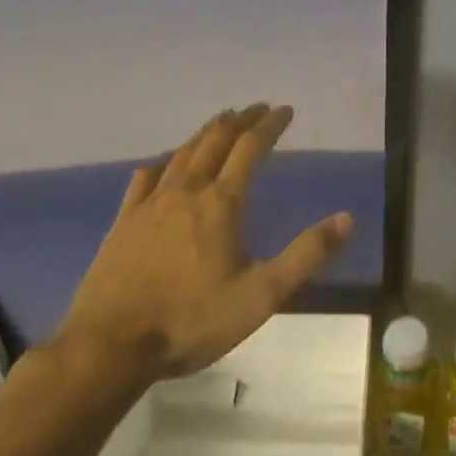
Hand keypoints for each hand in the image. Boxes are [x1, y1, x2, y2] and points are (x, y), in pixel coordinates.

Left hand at [50, 103, 352, 402]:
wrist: (108, 348)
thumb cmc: (190, 321)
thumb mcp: (261, 296)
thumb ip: (306, 256)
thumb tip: (347, 219)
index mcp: (222, 203)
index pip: (250, 148)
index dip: (269, 125)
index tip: (285, 110)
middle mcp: (187, 191)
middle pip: (216, 141)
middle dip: (240, 120)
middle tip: (257, 108)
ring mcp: (150, 205)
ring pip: (182, 153)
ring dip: (206, 132)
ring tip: (221, 122)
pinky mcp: (123, 223)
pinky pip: (145, 178)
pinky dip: (164, 161)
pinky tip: (165, 163)